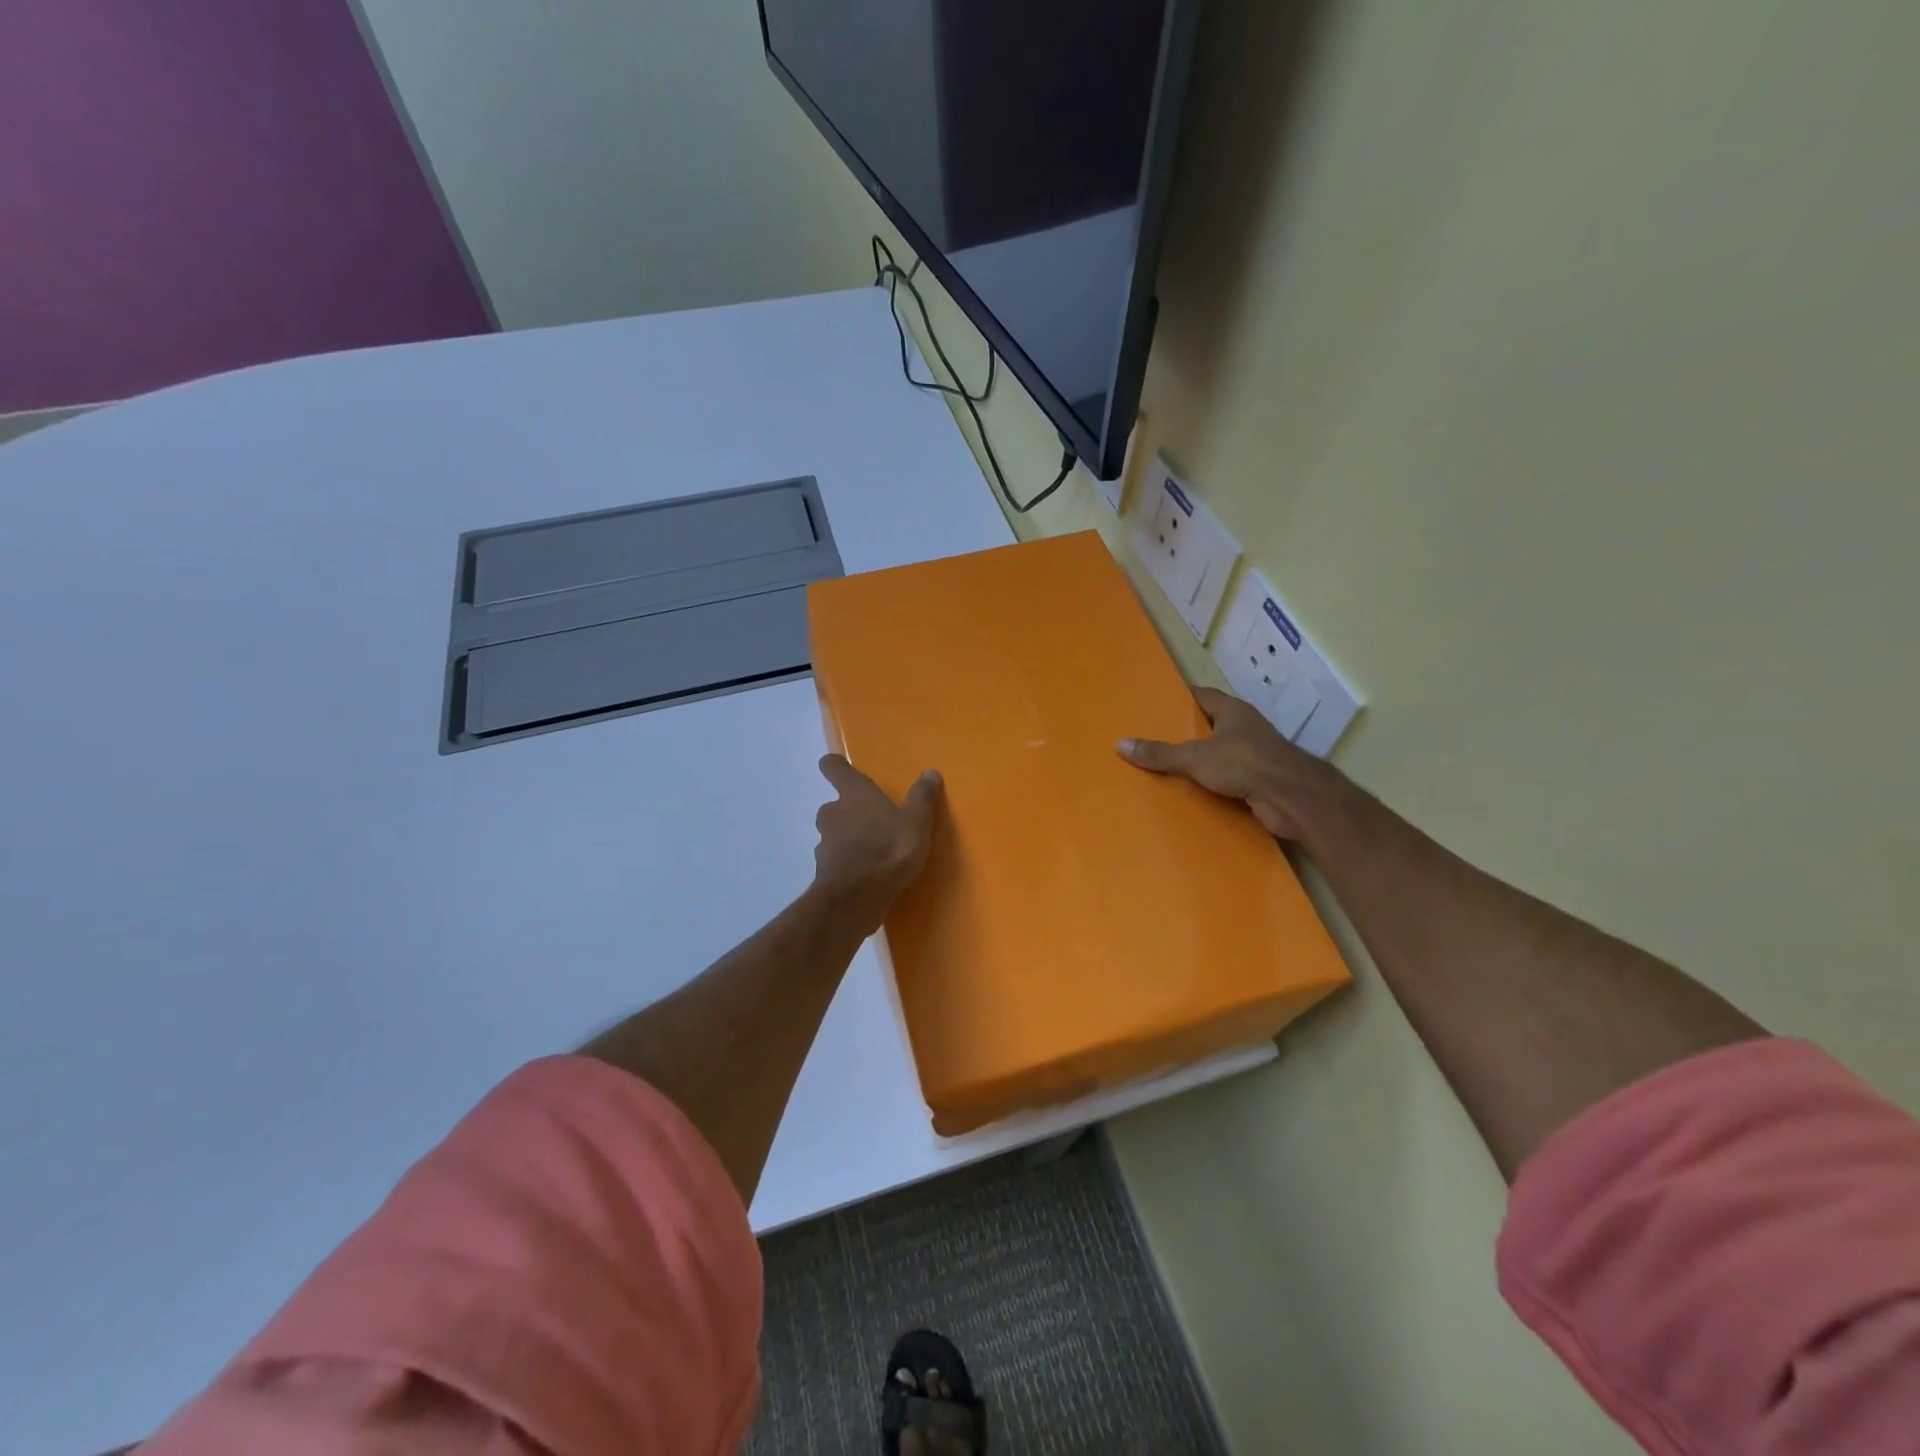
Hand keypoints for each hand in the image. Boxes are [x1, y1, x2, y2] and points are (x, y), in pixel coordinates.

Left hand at [812, 755, 941, 925]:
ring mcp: (824, 843)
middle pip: (834, 804)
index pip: (834, 768)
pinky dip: (846, 863)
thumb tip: (930, 772)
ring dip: (848, 838)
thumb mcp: (916, 823)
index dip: (835, 766)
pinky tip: (866, 875)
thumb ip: (922, 798)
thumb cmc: (888, 850)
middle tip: (873, 821)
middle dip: (849, 811)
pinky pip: (835, 860)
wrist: (856, 898)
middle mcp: (833, 813)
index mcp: (854, 794)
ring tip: (873, 851)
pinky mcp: (823, 871)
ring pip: (833, 833)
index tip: (840, 767)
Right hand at [1117, 687, 1340, 840]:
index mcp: (1233, 712)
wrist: (1291, 797)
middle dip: (1189, 732)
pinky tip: (1194, 793)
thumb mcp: (1194, 756)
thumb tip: (1120, 744)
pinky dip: (1215, 785)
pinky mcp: (1262, 782)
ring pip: (1223, 754)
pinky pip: (1231, 780)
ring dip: (1203, 761)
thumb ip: (1160, 753)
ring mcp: (1257, 756)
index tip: (1160, 702)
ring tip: (1170, 768)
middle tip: (1156, 738)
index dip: (1184, 698)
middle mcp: (1247, 729)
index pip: (1204, 696)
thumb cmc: (1243, 763)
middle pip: (1213, 725)